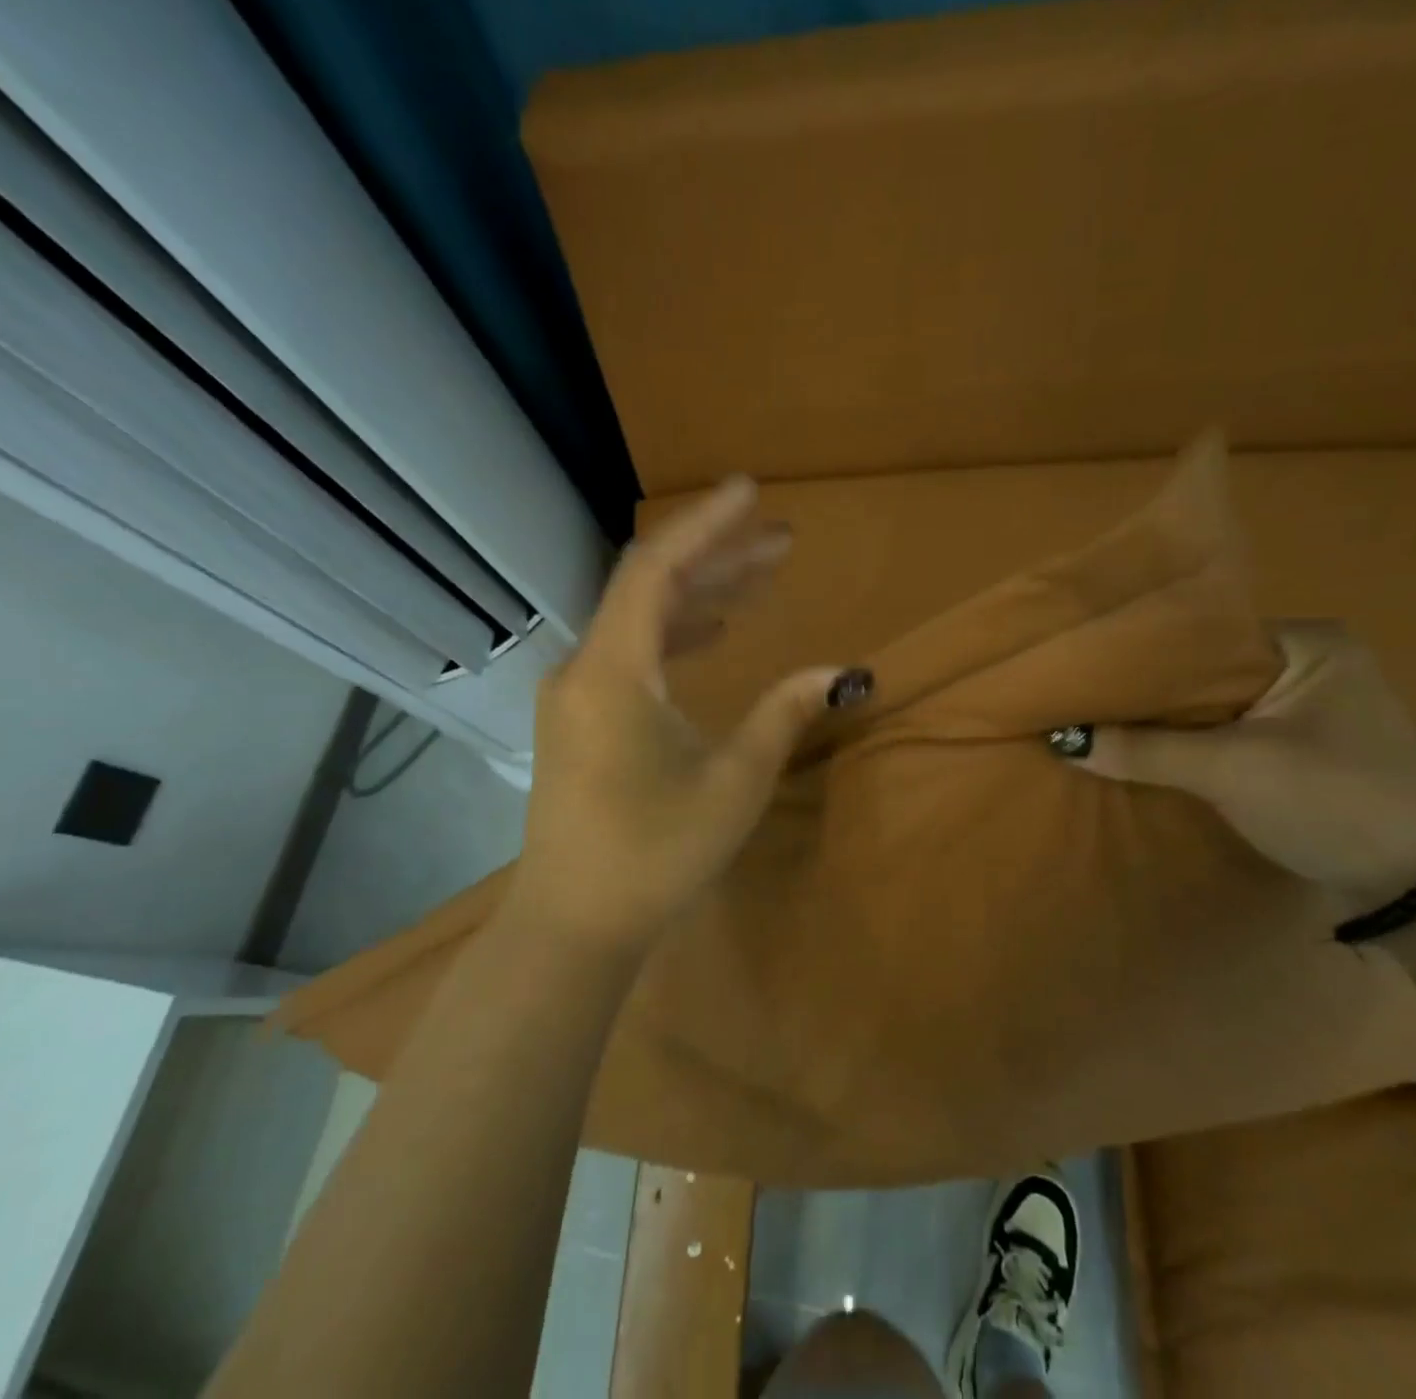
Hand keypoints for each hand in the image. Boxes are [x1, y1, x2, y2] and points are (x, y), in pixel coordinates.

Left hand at [511, 477, 871, 955]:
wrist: (574, 924)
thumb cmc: (655, 853)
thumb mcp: (735, 782)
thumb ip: (784, 714)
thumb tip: (841, 671)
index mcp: (614, 669)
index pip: (657, 567)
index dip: (706, 524)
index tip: (750, 491)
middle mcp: (585, 666)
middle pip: (652, 587)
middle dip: (719, 558)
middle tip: (782, 540)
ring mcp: (578, 693)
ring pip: (643, 620)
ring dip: (702, 596)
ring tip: (762, 579)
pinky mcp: (582, 718)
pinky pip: (633, 653)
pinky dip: (678, 634)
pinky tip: (716, 634)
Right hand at [1062, 621, 1415, 910]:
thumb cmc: (1335, 802)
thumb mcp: (1232, 771)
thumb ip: (1146, 750)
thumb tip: (1062, 738)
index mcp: (1307, 642)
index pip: (1203, 634)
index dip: (1143, 654)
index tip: (1086, 669)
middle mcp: (1309, 662)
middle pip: (1206, 670)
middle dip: (1150, 691)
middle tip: (1082, 698)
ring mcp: (1307, 707)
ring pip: (1214, 705)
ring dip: (1167, 721)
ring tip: (1099, 721)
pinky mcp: (1300, 747)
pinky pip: (1229, 732)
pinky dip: (1191, 742)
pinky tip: (1144, 749)